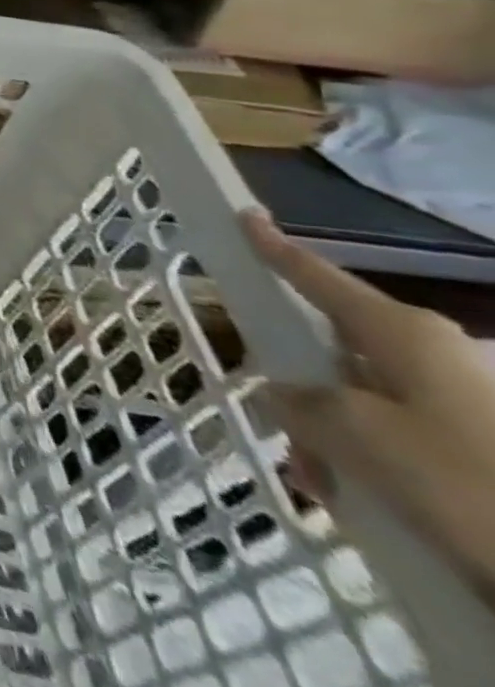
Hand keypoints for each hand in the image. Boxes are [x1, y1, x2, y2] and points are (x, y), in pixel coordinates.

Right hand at [243, 210, 494, 604]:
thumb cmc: (463, 481)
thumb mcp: (355, 435)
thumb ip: (299, 403)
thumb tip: (284, 394)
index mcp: (402, 331)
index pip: (317, 275)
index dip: (274, 246)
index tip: (246, 215)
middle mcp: (432, 352)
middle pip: (335, 346)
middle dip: (298, 385)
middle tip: (282, 428)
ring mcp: (463, 401)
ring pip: (363, 400)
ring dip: (331, 436)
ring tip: (323, 484)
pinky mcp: (479, 447)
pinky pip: (399, 437)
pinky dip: (369, 463)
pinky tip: (361, 503)